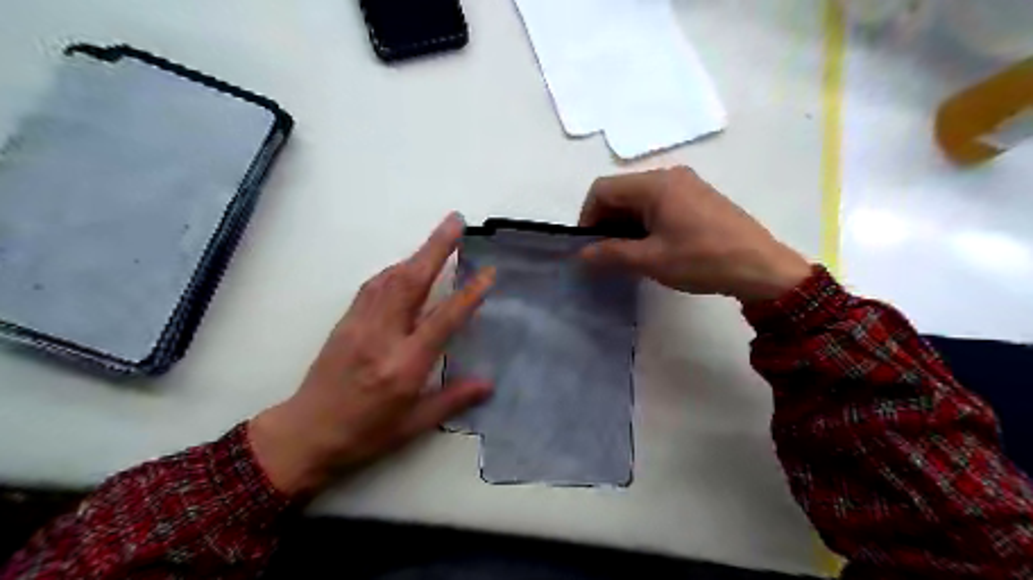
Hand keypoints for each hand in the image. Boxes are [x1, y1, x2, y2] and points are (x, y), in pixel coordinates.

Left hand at [248, 216, 493, 495]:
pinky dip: (393, 270)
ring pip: (390, 278)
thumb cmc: (365, 435)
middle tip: (456, 222)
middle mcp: (382, 337)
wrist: (305, 434)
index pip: (443, 320)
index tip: (488, 272)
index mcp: (405, 366)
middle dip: (436, 248)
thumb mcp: (414, 426)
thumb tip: (489, 383)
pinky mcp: (344, 322)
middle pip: (412, 282)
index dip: (469, 293)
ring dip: (415, 254)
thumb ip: (452, 399)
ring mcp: (359, 325)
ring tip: (438, 237)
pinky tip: (403, 265)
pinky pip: (372, 287)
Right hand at [578, 166, 810, 303]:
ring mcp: (686, 185)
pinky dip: (645, 222)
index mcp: (655, 184)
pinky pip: (659, 203)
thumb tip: (582, 254)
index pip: (603, 189)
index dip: (588, 216)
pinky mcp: (698, 198)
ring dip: (625, 224)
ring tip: (627, 254)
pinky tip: (651, 246)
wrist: (761, 267)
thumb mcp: (650, 260)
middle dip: (606, 221)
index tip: (589, 246)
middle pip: (621, 191)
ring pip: (639, 199)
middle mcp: (669, 175)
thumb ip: (610, 253)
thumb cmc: (702, 260)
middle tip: (606, 253)